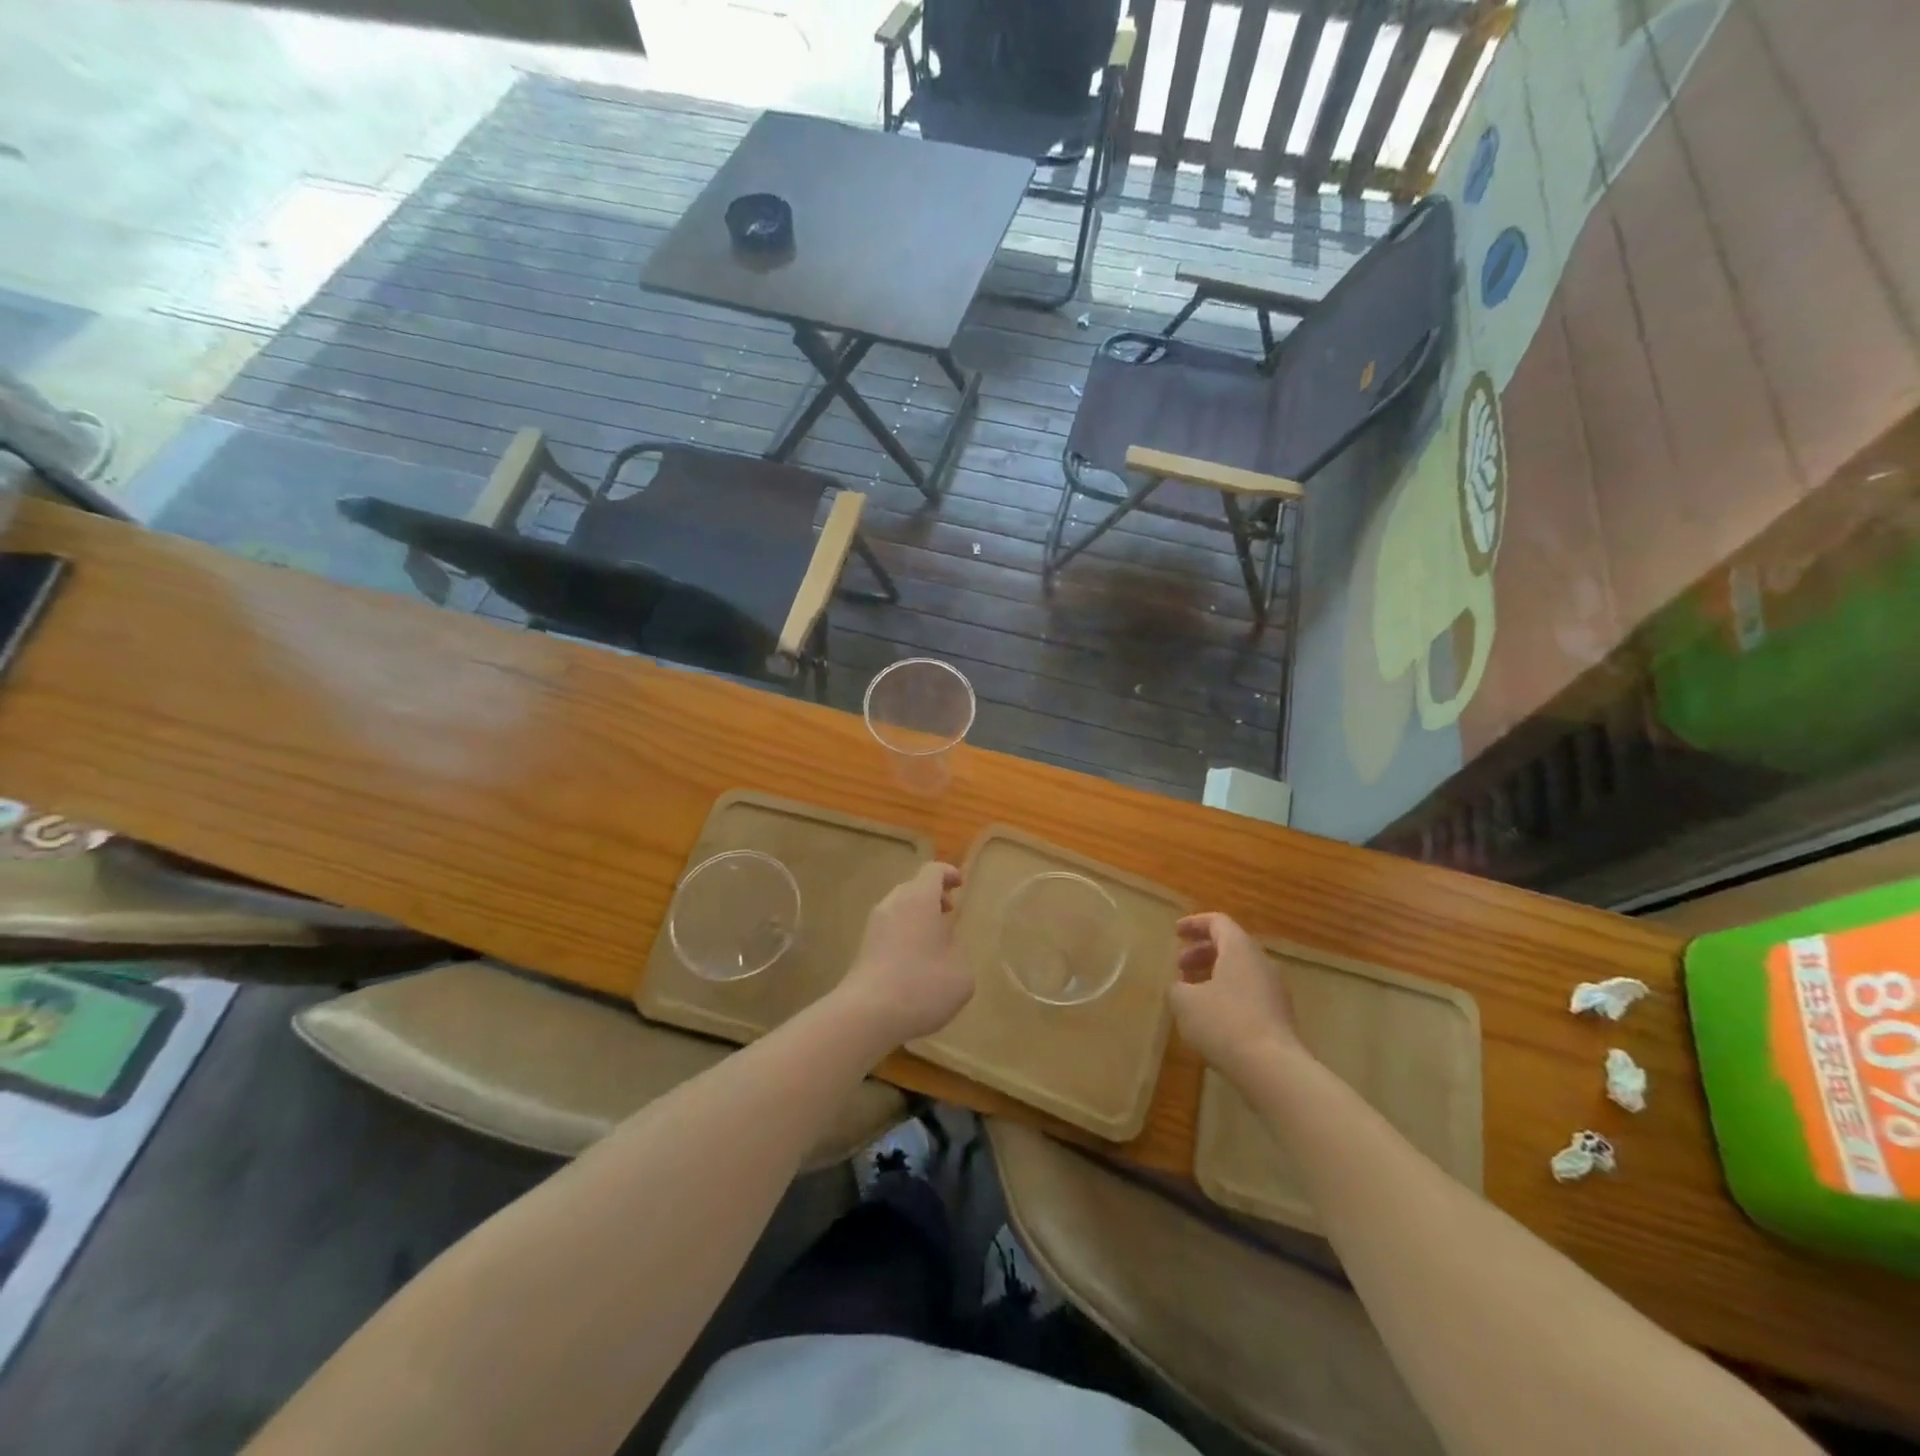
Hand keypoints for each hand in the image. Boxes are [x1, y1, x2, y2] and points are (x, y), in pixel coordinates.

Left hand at [835, 862, 970, 1051]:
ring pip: (898, 908)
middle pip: (913, 887)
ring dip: (916, 917)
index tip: (960, 884)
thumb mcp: (961, 973)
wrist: (868, 1014)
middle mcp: (893, 903)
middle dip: (932, 896)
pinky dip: (903, 934)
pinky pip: (888, 929)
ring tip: (933, 941)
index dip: (948, 873)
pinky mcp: (862, 947)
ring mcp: (873, 925)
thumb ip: (958, 952)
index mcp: (919, 899)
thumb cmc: (923, 985)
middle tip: (948, 913)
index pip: (933, 871)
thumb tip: (947, 950)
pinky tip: (913, 962)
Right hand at [1169, 912, 1303, 1085]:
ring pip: (1241, 971)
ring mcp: (1275, 990)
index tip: (1176, 932)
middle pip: (1231, 946)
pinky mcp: (1280, 1016)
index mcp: (1240, 949)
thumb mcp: (1184, 1002)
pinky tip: (1212, 1018)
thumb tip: (1181, 988)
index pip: (1218, 922)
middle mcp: (1262, 963)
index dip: (1194, 924)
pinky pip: (1250, 993)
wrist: (1273, 1069)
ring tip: (1192, 994)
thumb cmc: (1224, 1023)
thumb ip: (1177, 988)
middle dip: (1202, 952)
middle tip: (1179, 966)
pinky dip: (1228, 994)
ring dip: (1214, 975)